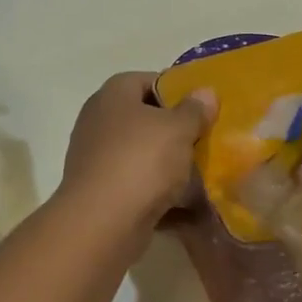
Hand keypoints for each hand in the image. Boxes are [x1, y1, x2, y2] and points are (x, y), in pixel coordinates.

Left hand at [59, 72, 216, 226]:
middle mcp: (98, 122)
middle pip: (144, 118)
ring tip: (200, 172)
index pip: (146, 79)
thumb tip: (205, 92)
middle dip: (174, 130)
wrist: (103, 222)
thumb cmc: (142, 161)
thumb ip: (195, 110)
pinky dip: (157, 191)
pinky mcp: (100, 192)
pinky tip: (183, 202)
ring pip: (141, 153)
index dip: (175, 89)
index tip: (201, 107)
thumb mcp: (179, 129)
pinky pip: (136, 184)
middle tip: (204, 139)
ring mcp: (96, 158)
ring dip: (168, 163)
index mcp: (112, 96)